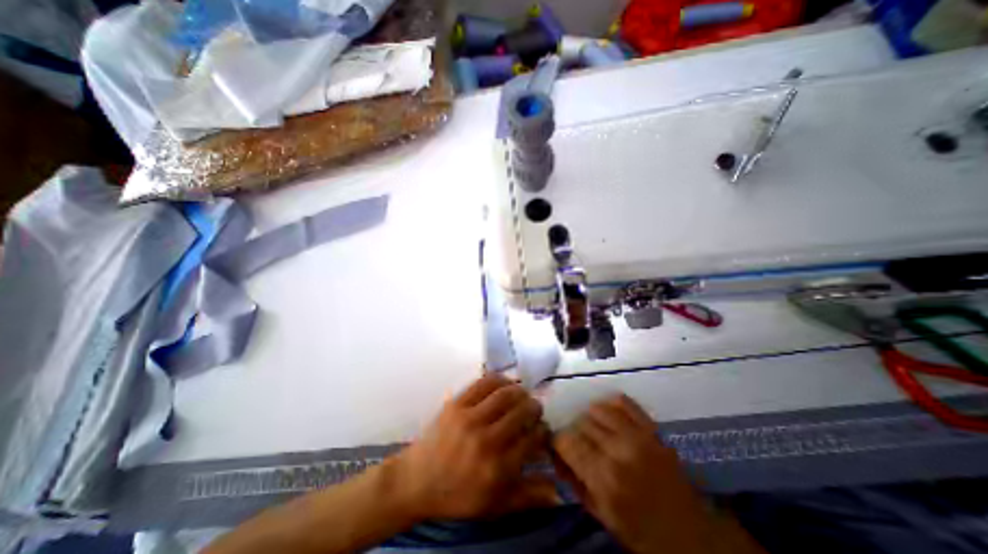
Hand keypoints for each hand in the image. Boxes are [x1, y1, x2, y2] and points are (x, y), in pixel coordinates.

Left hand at [397, 374, 563, 520]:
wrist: (417, 480)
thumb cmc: (458, 495)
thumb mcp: (495, 506)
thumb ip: (528, 497)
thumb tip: (559, 491)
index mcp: (498, 469)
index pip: (533, 440)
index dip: (543, 431)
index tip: (542, 429)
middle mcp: (486, 440)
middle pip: (522, 412)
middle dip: (534, 407)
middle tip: (535, 408)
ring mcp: (469, 418)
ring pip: (505, 394)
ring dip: (520, 391)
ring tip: (522, 395)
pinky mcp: (456, 403)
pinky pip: (483, 383)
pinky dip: (499, 380)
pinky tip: (505, 384)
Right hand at [552, 396, 722, 550]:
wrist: (693, 534)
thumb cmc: (642, 532)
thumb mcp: (601, 515)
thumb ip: (573, 481)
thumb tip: (555, 454)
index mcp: (604, 478)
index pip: (566, 440)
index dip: (558, 442)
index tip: (561, 449)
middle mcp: (618, 450)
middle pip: (580, 422)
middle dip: (574, 433)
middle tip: (580, 447)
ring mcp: (637, 435)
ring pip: (596, 408)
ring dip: (590, 419)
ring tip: (596, 433)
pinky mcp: (651, 427)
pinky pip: (622, 401)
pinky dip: (609, 405)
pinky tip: (609, 418)